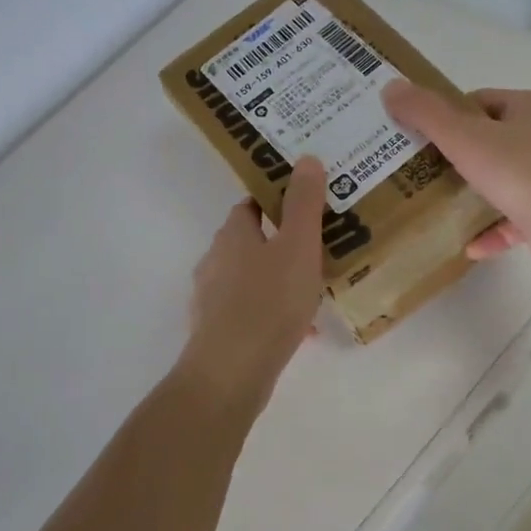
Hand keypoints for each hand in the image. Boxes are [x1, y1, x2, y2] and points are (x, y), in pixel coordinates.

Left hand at [180, 158, 326, 404]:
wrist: (231, 372)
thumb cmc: (268, 302)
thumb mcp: (297, 246)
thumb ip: (304, 203)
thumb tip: (305, 158)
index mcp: (232, 235)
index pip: (251, 205)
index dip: (277, 202)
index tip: (307, 208)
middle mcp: (215, 261)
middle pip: (252, 243)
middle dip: (282, 244)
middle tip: (319, 250)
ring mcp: (212, 298)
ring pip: (252, 279)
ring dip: (280, 281)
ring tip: (315, 292)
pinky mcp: (216, 331)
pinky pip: (251, 312)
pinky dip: (274, 313)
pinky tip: (303, 331)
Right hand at [383, 81, 530, 277]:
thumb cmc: (521, 171)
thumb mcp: (464, 137)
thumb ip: (426, 114)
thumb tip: (391, 87)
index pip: (482, 102)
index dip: (449, 116)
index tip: (421, 138)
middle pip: (494, 140)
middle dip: (460, 156)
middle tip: (423, 172)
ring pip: (507, 180)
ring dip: (477, 194)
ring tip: (442, 207)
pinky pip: (518, 219)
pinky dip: (494, 230)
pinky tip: (469, 245)